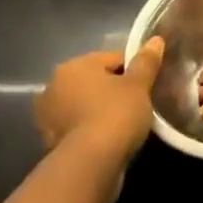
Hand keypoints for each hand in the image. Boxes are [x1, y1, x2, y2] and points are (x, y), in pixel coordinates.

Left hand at [32, 40, 164, 175]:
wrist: (91, 163)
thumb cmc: (116, 114)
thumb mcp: (138, 85)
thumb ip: (146, 62)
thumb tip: (155, 40)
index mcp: (74, 66)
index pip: (112, 59)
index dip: (133, 70)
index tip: (147, 86)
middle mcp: (53, 86)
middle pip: (94, 81)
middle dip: (113, 90)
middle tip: (137, 104)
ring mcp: (47, 116)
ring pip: (84, 105)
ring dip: (99, 110)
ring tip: (123, 124)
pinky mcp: (49, 142)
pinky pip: (77, 127)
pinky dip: (90, 130)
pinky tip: (108, 139)